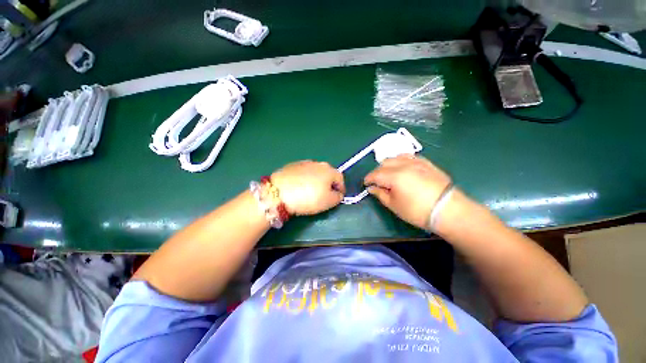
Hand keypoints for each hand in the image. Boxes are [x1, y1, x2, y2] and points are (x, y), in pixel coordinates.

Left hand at [271, 160, 344, 215]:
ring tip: (310, 192)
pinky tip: (299, 188)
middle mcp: (318, 163)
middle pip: (328, 174)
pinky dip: (305, 179)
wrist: (279, 192)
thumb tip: (338, 193)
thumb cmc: (308, 198)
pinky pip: (303, 173)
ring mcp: (304, 163)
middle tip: (325, 195)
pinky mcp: (292, 166)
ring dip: (316, 181)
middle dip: (329, 184)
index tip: (338, 197)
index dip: (341, 189)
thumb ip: (337, 197)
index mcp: (329, 170)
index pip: (340, 179)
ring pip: (315, 172)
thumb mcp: (328, 202)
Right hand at [364, 155, 451, 229]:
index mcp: (394, 176)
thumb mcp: (394, 206)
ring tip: (389, 174)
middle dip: (377, 171)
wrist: (448, 210)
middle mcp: (404, 165)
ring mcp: (416, 162)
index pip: (375, 174)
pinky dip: (401, 160)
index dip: (368, 179)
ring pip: (395, 157)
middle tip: (377, 182)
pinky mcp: (426, 163)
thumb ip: (380, 194)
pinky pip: (408, 156)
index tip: (366, 184)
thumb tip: (371, 188)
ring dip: (388, 164)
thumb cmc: (418, 211)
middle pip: (384, 163)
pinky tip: (402, 167)